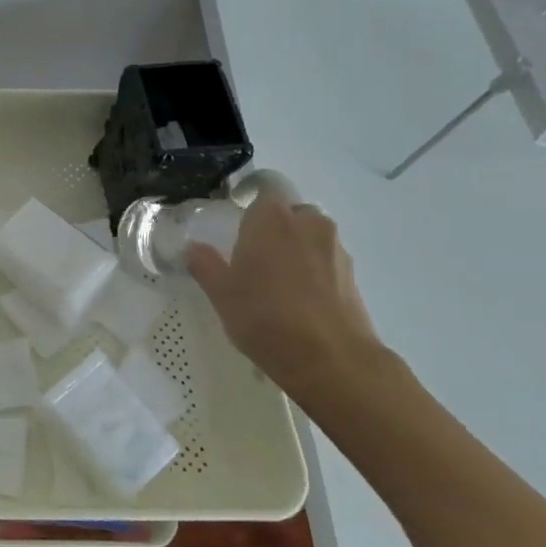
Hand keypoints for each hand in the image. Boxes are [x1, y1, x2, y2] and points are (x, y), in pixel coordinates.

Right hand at [186, 199, 381, 394]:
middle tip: (254, 251)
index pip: (265, 186)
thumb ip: (205, 264)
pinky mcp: (353, 276)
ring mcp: (335, 249)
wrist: (331, 360)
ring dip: (296, 247)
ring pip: (311, 235)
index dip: (252, 196)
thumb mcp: (221, 293)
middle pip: (290, 211)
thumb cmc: (265, 317)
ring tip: (277, 279)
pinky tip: (299, 299)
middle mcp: (308, 223)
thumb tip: (193, 248)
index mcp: (271, 218)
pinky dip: (313, 270)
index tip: (237, 215)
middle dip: (275, 224)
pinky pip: (326, 260)